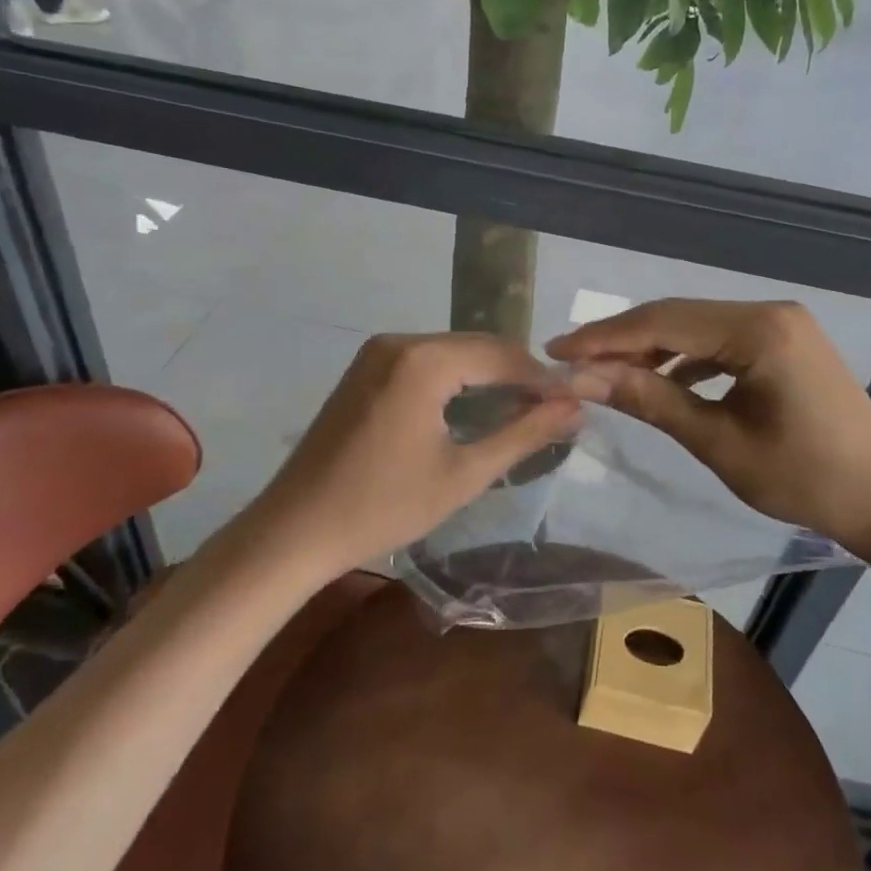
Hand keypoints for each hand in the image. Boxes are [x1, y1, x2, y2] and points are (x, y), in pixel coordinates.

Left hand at [240, 333, 581, 579]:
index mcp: (424, 360)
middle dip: (517, 374)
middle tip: (553, 409)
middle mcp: (400, 341)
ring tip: (522, 410)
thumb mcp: (463, 475)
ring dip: (488, 375)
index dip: (542, 378)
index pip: (501, 355)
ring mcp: (377, 352)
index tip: (574, 403)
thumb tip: (575, 407)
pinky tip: (474, 406)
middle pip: (477, 346)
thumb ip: (524, 435)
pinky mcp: (365, 368)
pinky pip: (426, 361)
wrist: (295, 529)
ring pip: (452, 352)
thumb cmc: (383, 506)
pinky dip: (457, 378)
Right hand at [547, 299, 870, 560]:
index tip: (555, 352)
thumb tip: (585, 378)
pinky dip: (684, 357)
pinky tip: (660, 378)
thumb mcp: (720, 443)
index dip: (604, 337)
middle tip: (569, 361)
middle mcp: (768, 311)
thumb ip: (652, 401)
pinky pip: (718, 340)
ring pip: (695, 326)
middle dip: (621, 339)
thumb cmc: (808, 480)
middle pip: (676, 316)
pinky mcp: (783, 342)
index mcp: (758, 330)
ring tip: (603, 372)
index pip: (663, 322)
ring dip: (650, 348)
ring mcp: (779, 324)